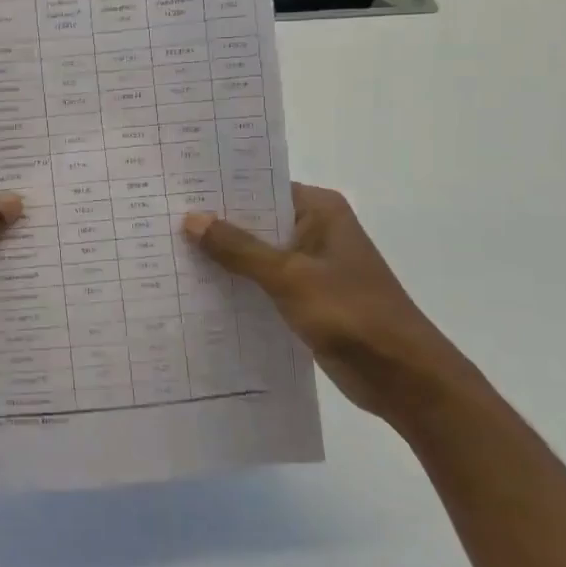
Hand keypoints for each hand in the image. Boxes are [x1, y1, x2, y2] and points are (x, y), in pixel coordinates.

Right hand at [181, 184, 482, 426]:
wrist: (406, 379)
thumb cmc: (352, 315)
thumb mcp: (289, 276)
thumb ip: (239, 248)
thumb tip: (191, 218)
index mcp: (320, 211)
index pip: (259, 186)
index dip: (219, 189)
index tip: (175, 189)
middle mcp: (315, 230)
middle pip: (254, 219)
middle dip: (214, 224)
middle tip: (160, 220)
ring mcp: (310, 266)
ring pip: (255, 253)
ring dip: (222, 257)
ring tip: (167, 251)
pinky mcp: (305, 298)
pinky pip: (262, 282)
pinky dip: (236, 284)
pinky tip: (196, 289)